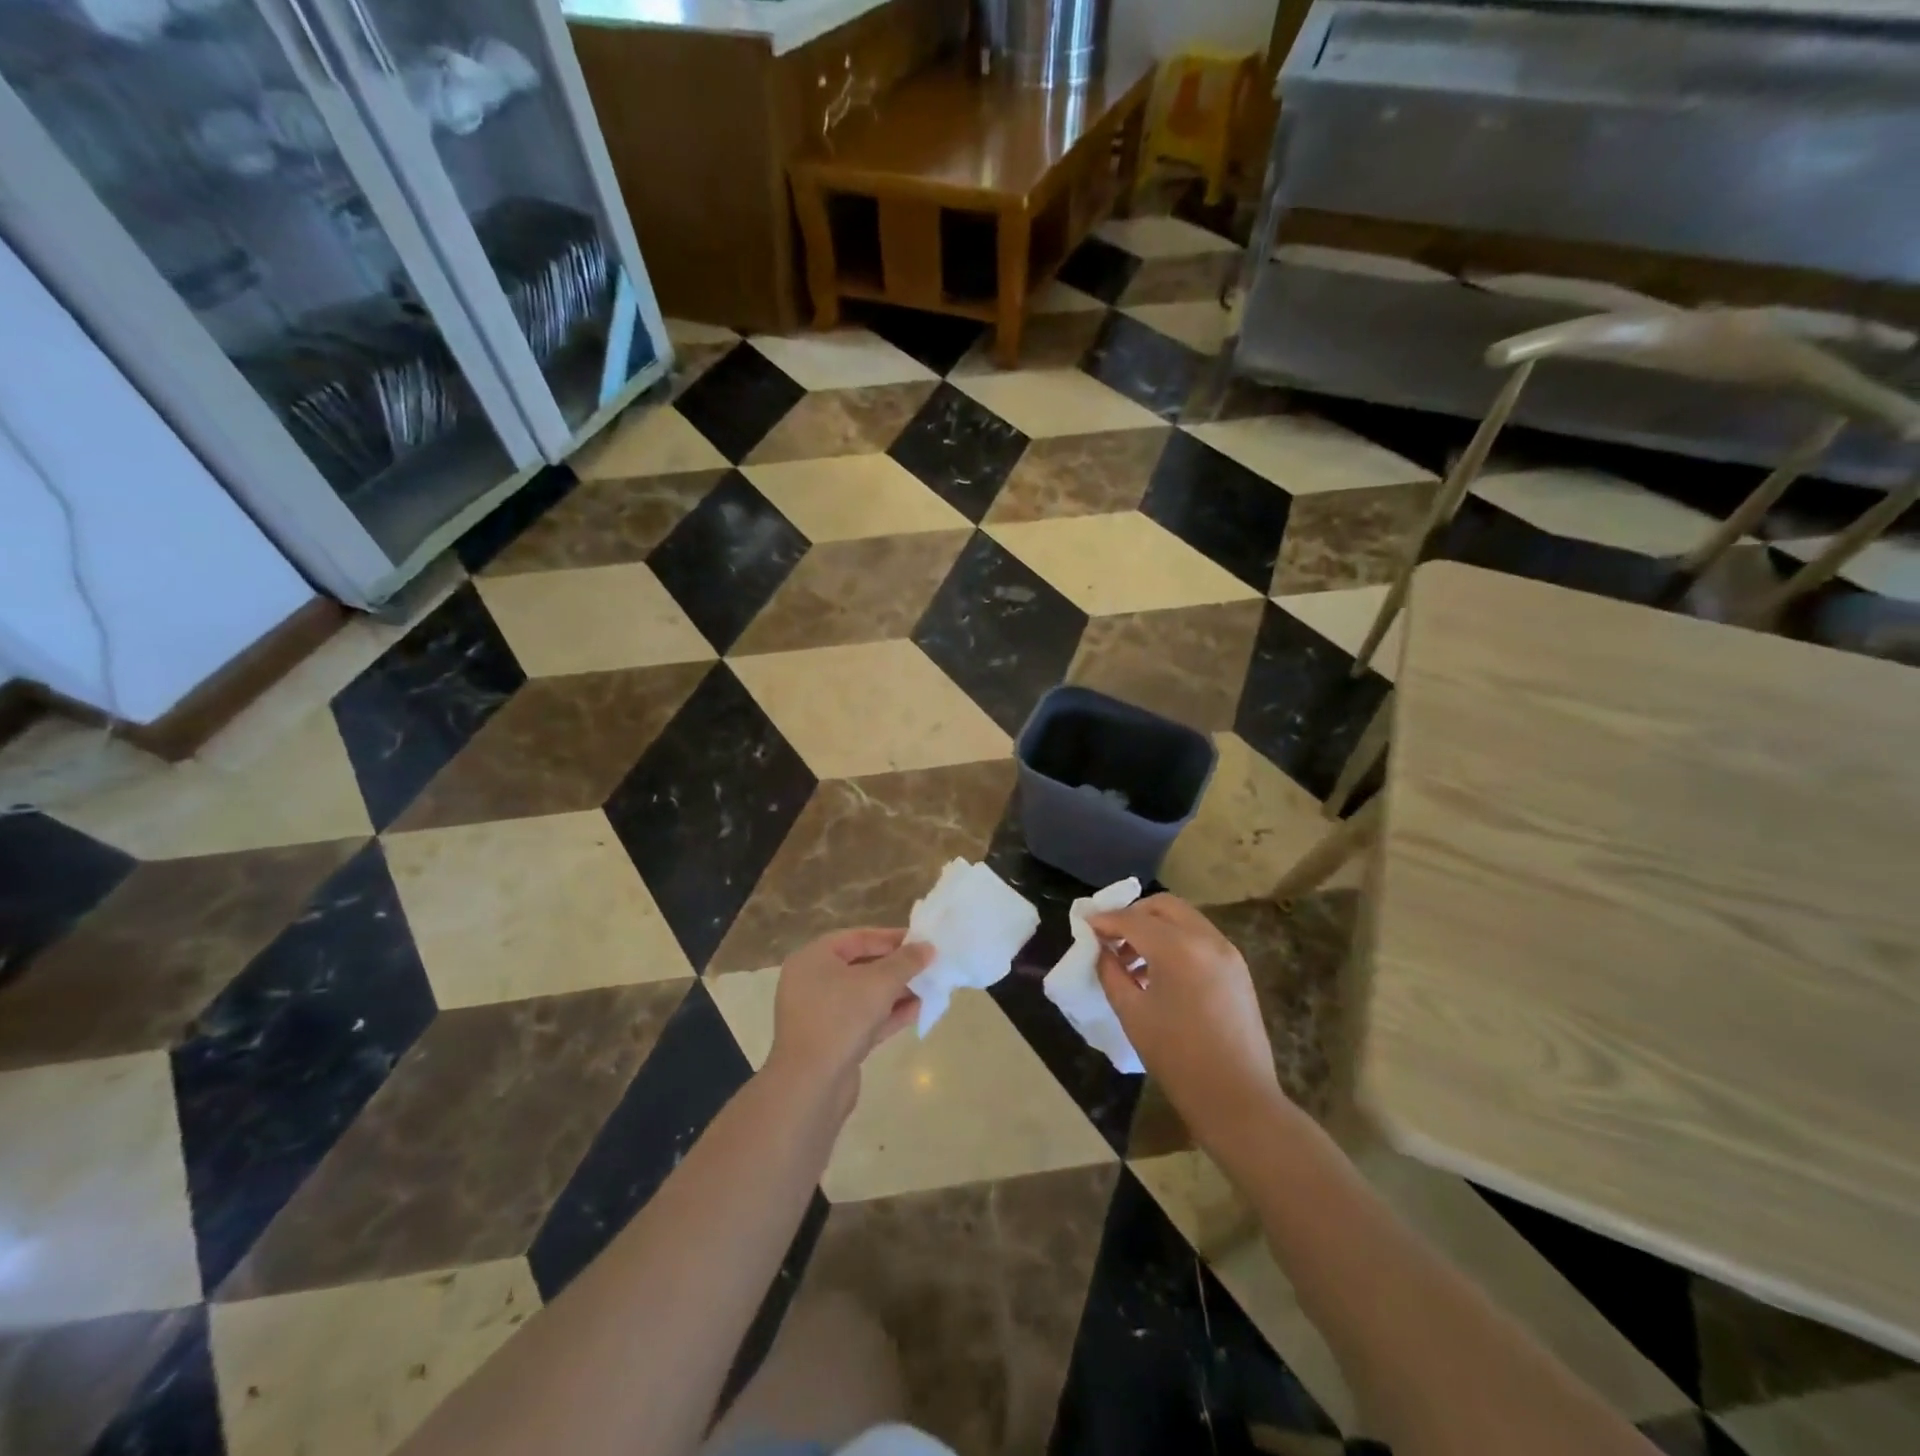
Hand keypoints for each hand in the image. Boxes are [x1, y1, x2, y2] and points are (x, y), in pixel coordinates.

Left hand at [765, 928, 931, 1116]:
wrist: (811, 1086)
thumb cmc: (841, 1019)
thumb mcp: (879, 983)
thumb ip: (905, 962)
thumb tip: (927, 947)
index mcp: (813, 959)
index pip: (857, 938)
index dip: (890, 938)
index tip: (921, 942)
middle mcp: (811, 982)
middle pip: (860, 966)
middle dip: (896, 967)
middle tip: (927, 966)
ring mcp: (820, 1014)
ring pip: (863, 995)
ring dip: (895, 992)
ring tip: (928, 988)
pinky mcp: (831, 1042)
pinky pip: (863, 1019)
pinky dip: (887, 1014)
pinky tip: (917, 1011)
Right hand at [1088, 894, 1286, 1146]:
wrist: (1238, 1099)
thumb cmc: (1177, 1059)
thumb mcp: (1133, 1014)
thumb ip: (1111, 973)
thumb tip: (1101, 949)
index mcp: (1178, 949)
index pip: (1132, 920)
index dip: (1104, 920)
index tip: (1084, 925)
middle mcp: (1206, 939)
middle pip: (1163, 906)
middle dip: (1133, 914)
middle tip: (1110, 937)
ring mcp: (1227, 951)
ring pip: (1184, 919)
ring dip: (1154, 927)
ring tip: (1131, 960)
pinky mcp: (1237, 968)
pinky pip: (1199, 938)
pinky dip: (1175, 940)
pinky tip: (1158, 972)